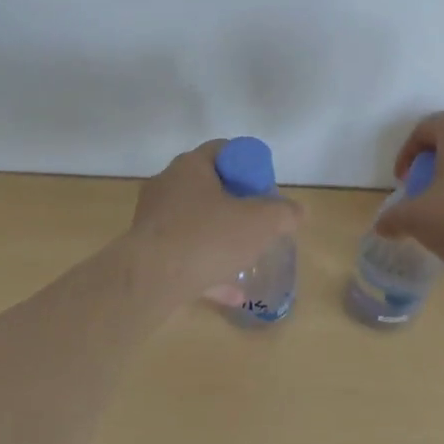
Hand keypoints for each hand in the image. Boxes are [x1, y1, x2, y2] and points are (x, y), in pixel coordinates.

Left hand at [129, 139, 301, 301]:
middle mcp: (167, 186)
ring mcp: (153, 219)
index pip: (224, 151)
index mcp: (190, 166)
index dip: (250, 166)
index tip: (265, 191)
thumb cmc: (207, 238)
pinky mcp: (147, 251)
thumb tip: (297, 212)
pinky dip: (208, 268)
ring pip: (196, 223)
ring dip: (222, 238)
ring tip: (246, 257)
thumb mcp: (260, 222)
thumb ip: (284, 213)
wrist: (150, 281)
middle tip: (259, 222)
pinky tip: (232, 292)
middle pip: (210, 187)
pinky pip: (185, 255)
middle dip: (237, 205)